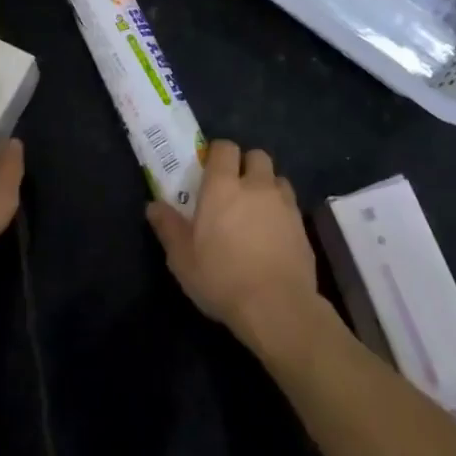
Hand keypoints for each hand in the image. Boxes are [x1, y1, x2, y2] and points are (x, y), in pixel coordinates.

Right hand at [147, 139, 320, 348]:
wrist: (278, 308)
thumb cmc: (222, 278)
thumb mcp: (182, 258)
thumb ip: (168, 227)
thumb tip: (152, 206)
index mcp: (223, 186)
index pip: (225, 148)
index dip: (218, 153)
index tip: (210, 169)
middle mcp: (256, 186)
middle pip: (257, 156)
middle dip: (246, 164)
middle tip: (235, 187)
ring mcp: (284, 205)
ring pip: (277, 179)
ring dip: (267, 186)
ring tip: (257, 209)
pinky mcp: (303, 227)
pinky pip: (291, 206)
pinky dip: (282, 211)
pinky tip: (273, 234)